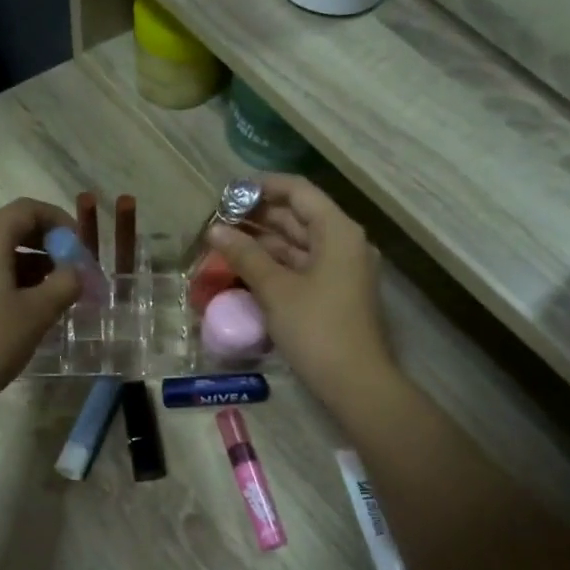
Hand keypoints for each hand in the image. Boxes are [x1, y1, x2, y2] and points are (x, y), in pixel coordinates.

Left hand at [0, 199, 79, 418]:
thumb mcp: (38, 313)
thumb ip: (65, 283)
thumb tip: (75, 271)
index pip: (27, 209)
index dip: (59, 221)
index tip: (80, 246)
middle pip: (8, 224)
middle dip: (43, 241)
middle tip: (69, 267)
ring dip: (25, 258)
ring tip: (52, 287)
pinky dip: (4, 271)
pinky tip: (22, 299)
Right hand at [207, 175, 391, 408]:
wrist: (355, 382)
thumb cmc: (317, 329)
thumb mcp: (276, 289)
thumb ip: (245, 255)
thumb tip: (214, 230)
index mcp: (338, 231)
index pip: (298, 191)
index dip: (263, 186)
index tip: (228, 193)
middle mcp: (344, 243)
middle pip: (299, 216)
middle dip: (258, 216)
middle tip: (218, 220)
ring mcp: (341, 269)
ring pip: (298, 243)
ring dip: (263, 241)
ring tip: (224, 242)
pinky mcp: (334, 293)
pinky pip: (301, 266)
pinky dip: (275, 263)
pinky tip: (245, 267)